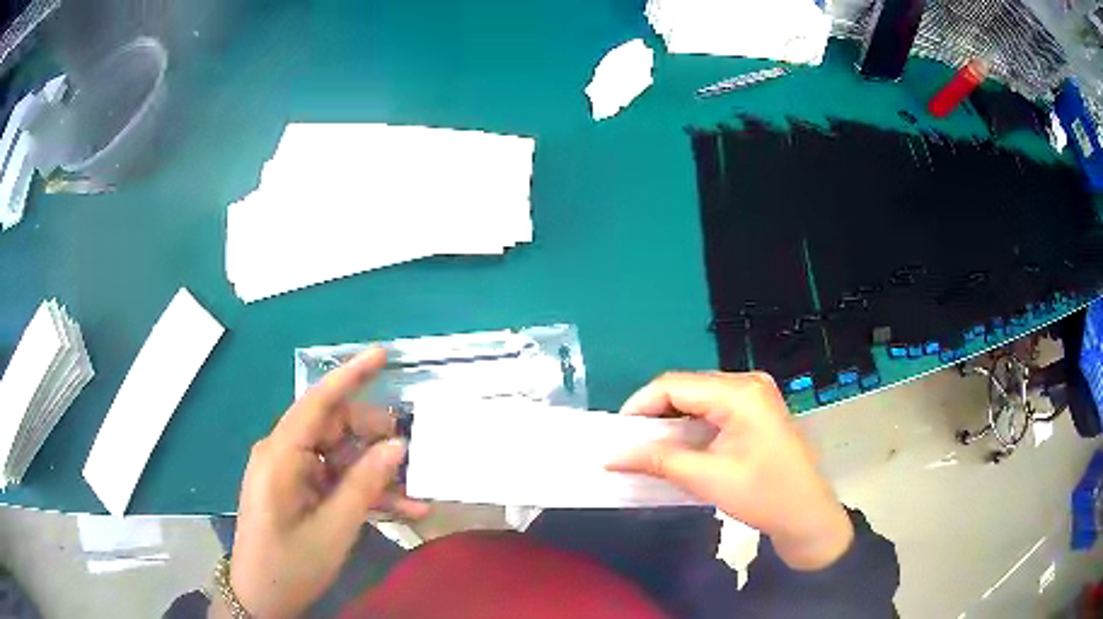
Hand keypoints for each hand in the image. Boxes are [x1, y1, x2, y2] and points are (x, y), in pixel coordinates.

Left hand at [219, 348, 427, 618]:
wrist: (261, 597)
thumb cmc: (290, 565)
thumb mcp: (333, 530)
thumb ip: (364, 485)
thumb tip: (397, 445)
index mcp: (281, 456)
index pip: (317, 402)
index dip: (350, 375)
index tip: (383, 354)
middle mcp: (282, 454)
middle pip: (333, 428)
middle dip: (374, 436)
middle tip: (413, 452)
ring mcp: (290, 472)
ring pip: (339, 456)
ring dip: (375, 472)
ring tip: (415, 491)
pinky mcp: (297, 489)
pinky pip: (334, 479)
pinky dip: (363, 490)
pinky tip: (401, 508)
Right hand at [608, 372, 852, 570]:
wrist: (807, 512)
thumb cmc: (762, 495)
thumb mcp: (706, 479)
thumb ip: (656, 461)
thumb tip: (611, 456)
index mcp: (739, 393)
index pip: (674, 385)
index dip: (640, 406)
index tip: (617, 434)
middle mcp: (748, 382)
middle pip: (687, 387)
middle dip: (654, 413)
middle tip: (630, 443)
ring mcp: (756, 393)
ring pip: (699, 396)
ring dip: (672, 419)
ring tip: (649, 446)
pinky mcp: (758, 408)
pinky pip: (714, 406)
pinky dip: (692, 423)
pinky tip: (680, 444)